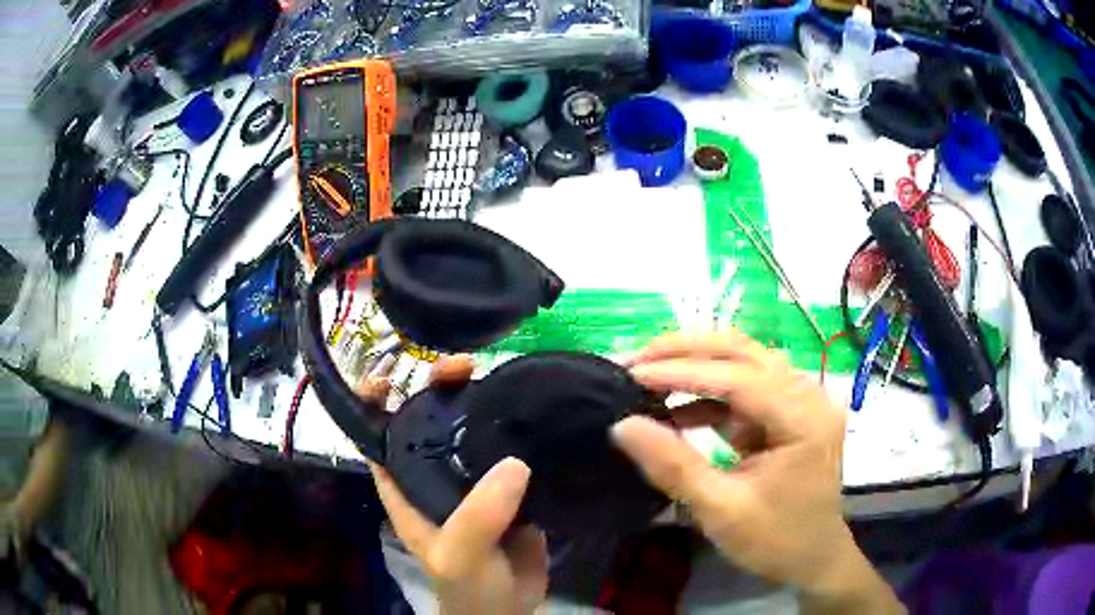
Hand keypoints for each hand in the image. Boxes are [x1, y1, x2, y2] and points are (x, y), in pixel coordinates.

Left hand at [359, 356, 547, 614]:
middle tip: (467, 366)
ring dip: (483, 401)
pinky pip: (512, 448)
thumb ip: (478, 516)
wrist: (512, 609)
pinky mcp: (509, 485)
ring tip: (504, 375)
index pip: (379, 435)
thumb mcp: (460, 555)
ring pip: (472, 429)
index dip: (375, 401)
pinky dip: (519, 426)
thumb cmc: (469, 586)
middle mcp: (433, 473)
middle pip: (429, 419)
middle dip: (439, 387)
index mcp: (406, 486)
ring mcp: (473, 478)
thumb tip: (515, 462)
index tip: (392, 372)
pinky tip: (536, 407)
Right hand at [613, 332, 902, 613]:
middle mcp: (809, 395)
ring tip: (648, 375)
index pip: (739, 378)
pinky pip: (745, 387)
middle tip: (636, 360)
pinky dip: (709, 393)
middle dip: (686, 352)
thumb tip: (622, 425)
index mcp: (804, 419)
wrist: (813, 559)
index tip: (632, 374)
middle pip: (744, 353)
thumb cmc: (776, 541)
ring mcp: (801, 400)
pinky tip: (676, 409)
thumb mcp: (721, 511)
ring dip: (695, 365)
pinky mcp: (789, 411)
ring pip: (744, 361)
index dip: (682, 372)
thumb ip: (673, 466)